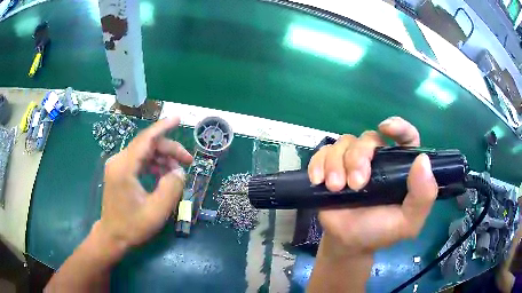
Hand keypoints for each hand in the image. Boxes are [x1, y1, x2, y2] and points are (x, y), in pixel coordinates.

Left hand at [98, 117, 192, 250]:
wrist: (112, 236)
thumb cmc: (132, 227)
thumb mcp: (156, 211)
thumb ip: (171, 188)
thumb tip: (179, 171)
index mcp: (124, 168)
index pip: (146, 139)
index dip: (163, 127)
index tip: (178, 119)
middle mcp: (118, 161)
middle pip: (147, 145)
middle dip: (169, 150)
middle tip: (188, 161)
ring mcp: (117, 165)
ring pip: (144, 152)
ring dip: (162, 158)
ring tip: (177, 172)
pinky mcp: (119, 171)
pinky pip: (139, 161)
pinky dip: (153, 164)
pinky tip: (163, 175)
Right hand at [308, 117, 437, 255]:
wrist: (347, 243)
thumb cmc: (380, 231)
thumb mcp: (408, 222)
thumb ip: (423, 196)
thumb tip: (422, 159)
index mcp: (399, 167)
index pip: (406, 137)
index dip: (399, 127)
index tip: (386, 128)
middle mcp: (378, 159)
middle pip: (368, 138)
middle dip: (359, 158)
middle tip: (356, 184)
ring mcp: (353, 161)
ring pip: (344, 142)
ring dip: (337, 163)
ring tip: (336, 188)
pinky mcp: (331, 167)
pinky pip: (323, 152)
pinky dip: (318, 163)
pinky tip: (318, 180)